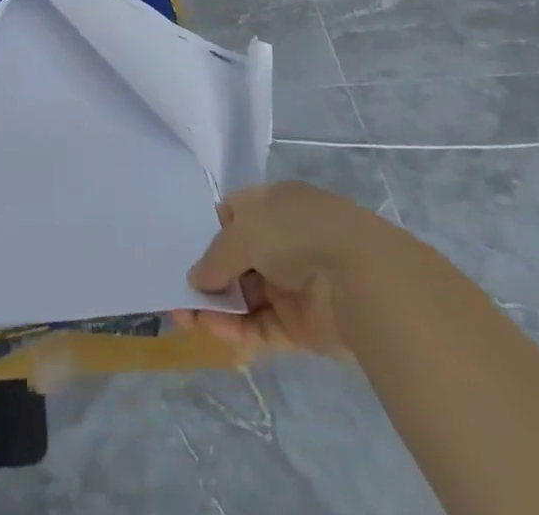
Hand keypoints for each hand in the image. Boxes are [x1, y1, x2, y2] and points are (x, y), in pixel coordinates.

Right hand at [173, 182, 382, 360]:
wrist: (360, 277)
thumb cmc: (295, 233)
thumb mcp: (243, 231)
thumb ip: (215, 256)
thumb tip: (195, 280)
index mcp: (272, 204)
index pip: (232, 215)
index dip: (206, 232)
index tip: (181, 252)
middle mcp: (281, 240)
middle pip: (236, 261)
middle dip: (208, 279)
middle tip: (177, 299)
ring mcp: (292, 284)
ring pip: (246, 298)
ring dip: (218, 309)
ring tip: (188, 321)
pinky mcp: (302, 325)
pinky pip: (262, 327)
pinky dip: (240, 332)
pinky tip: (216, 333)